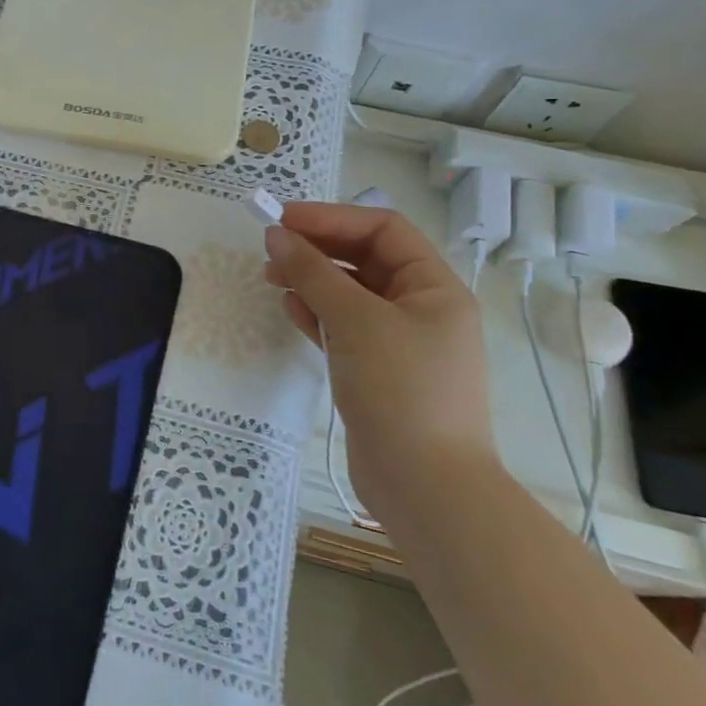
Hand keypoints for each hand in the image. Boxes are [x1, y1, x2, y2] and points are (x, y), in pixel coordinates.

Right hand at [265, 202, 493, 502]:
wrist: (426, 487)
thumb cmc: (401, 389)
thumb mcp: (356, 320)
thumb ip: (314, 273)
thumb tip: (277, 235)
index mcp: (434, 287)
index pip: (382, 230)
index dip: (332, 217)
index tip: (283, 220)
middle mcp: (421, 308)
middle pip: (364, 259)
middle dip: (318, 249)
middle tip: (271, 249)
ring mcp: (400, 342)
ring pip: (350, 293)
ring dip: (312, 280)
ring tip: (272, 277)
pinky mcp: (378, 371)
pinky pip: (344, 327)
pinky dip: (317, 314)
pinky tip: (291, 309)